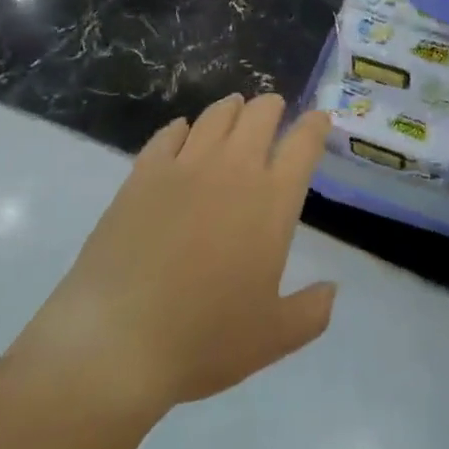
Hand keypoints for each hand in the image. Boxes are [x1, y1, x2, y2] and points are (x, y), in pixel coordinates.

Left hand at [7, 95, 336, 423]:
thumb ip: (310, 312)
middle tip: (273, 112)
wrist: (116, 341)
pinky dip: (181, 129)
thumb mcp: (272, 338)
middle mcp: (234, 169)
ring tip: (234, 111)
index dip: (315, 125)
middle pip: (261, 114)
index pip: (304, 143)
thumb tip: (332, 290)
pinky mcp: (144, 172)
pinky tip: (182, 134)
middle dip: (272, 107)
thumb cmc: (203, 339)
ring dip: (232, 109)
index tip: (318, 120)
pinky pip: (169, 134)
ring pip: (216, 115)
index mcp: (272, 200)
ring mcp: (186, 165)